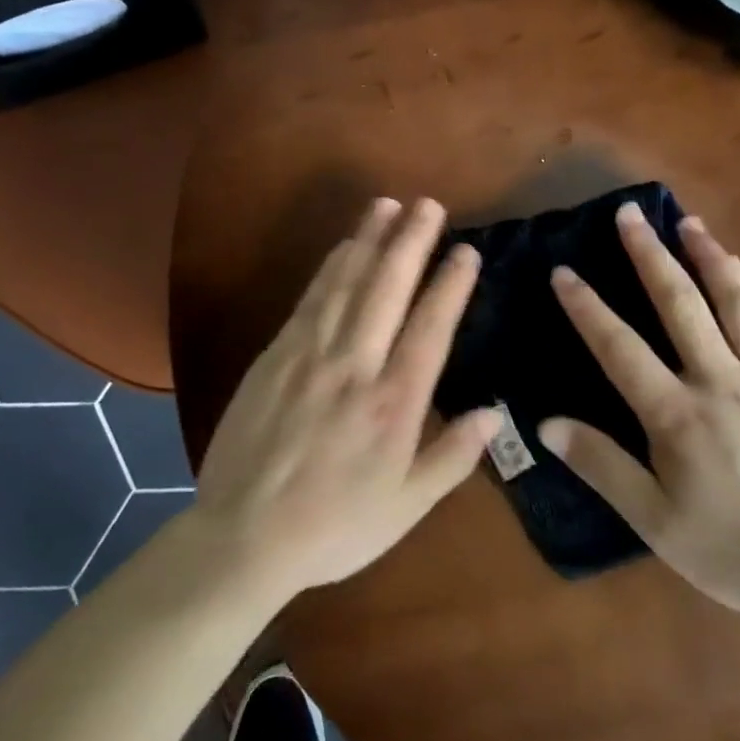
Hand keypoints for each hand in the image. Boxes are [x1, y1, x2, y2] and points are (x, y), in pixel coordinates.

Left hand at [193, 197, 499, 600]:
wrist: (243, 536)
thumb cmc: (334, 526)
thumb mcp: (406, 507)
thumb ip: (453, 457)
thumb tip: (496, 413)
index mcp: (394, 404)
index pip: (430, 328)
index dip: (451, 284)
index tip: (467, 250)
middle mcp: (355, 366)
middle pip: (388, 289)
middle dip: (411, 241)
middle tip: (428, 204)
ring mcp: (310, 354)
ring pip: (347, 283)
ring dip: (369, 239)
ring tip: (388, 204)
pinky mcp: (276, 355)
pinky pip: (310, 298)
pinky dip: (331, 266)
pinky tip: (344, 246)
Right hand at [538, 203, 739, 625]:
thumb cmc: (732, 551)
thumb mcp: (654, 521)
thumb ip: (600, 466)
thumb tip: (546, 423)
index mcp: (677, 415)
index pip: (619, 348)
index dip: (587, 307)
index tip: (563, 271)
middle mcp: (720, 381)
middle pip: (680, 304)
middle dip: (649, 254)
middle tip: (629, 214)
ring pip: (735, 302)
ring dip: (709, 256)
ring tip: (689, 222)